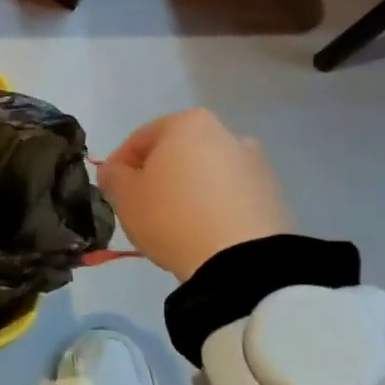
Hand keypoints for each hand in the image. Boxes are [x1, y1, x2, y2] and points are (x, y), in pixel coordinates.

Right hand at [97, 109, 291, 278]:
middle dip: (157, 176)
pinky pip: (230, 197)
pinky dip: (212, 208)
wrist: (241, 260)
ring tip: (172, 224)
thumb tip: (115, 171)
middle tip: (140, 206)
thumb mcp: (124, 195)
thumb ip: (113, 176)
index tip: (110, 189)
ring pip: (205, 174)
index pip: (140, 138)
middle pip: (177, 153)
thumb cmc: (172, 215)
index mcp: (188, 123)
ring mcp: (255, 165)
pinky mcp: (274, 196)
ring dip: (187, 191)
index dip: (119, 164)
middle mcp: (227, 134)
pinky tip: (200, 233)